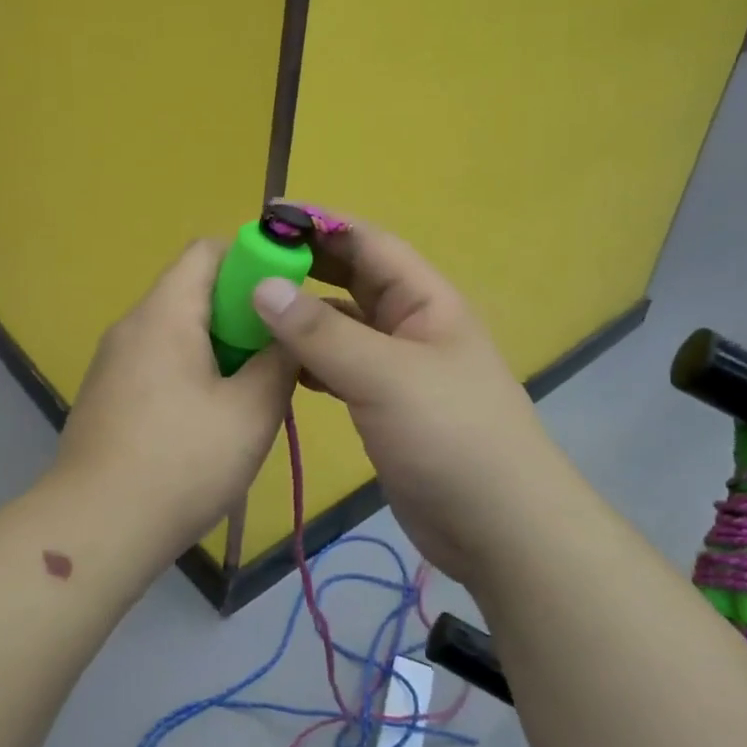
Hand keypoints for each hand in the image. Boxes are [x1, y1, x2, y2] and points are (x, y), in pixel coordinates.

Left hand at [56, 239, 296, 548]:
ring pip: (179, 330)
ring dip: (220, 348)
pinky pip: (160, 361)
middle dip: (243, 313)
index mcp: (165, 313)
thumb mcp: (252, 410)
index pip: (207, 250)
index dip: (253, 260)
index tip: (286, 298)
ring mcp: (114, 362)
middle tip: (278, 354)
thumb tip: (290, 331)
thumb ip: (280, 359)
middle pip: (193, 290)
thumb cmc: (181, 462)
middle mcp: (132, 325)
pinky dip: (193, 372)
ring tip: (251, 391)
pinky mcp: (109, 395)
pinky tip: (211, 420)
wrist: (95, 530)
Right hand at [250, 221, 569, 584]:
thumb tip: (262, 286)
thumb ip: (321, 332)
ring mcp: (397, 368)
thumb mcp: (385, 375)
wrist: (498, 529)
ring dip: (301, 317)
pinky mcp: (383, 405)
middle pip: (352, 280)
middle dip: (305, 267)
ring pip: (341, 327)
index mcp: (425, 300)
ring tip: (248, 311)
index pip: (368, 243)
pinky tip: (275, 366)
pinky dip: (308, 361)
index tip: (266, 217)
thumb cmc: (450, 436)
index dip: (320, 225)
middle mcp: (411, 325)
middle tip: (247, 263)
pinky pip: (338, 367)